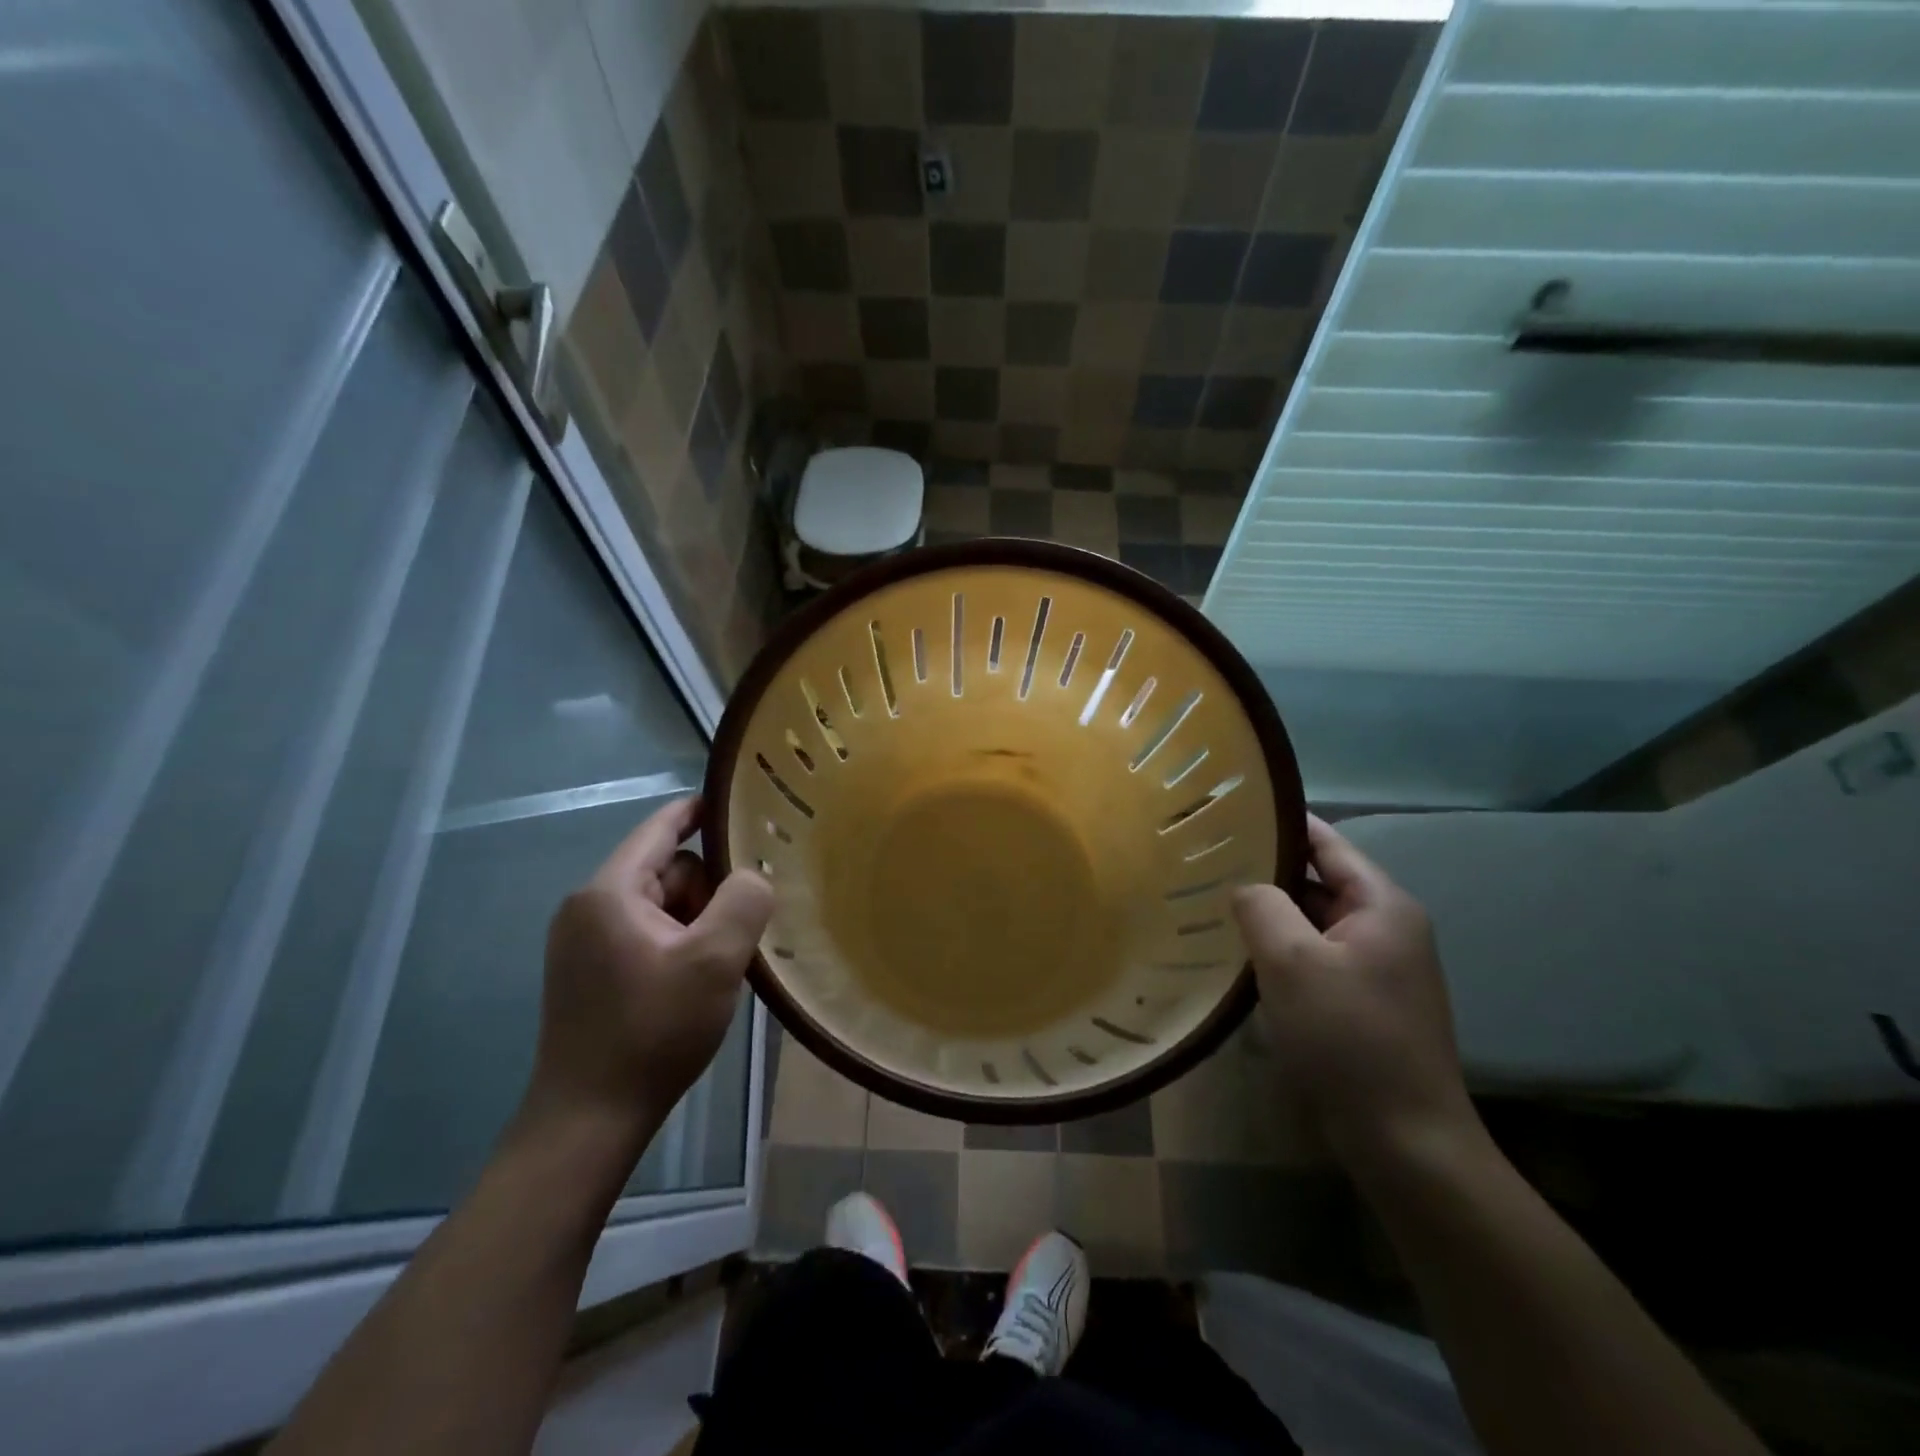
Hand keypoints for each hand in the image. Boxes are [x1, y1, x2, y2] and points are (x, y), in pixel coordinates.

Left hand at [525, 798, 773, 1140]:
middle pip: (667, 870)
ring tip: (719, 965)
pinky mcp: (590, 972)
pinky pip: (647, 933)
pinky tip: (696, 980)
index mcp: (609, 892)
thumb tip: (752, 876)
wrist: (590, 1119)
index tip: (738, 804)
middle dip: (708, 892)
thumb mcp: (714, 961)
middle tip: (737, 933)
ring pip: (661, 905)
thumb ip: (744, 901)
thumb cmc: (653, 1031)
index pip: (660, 829)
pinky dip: (679, 943)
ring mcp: (585, 942)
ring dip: (697, 923)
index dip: (699, 811)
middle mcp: (588, 907)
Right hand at [1232, 816, 1479, 1173]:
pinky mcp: (1365, 1001)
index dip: (1280, 823)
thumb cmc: (1348, 1038)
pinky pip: (1316, 956)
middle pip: (1318, 879)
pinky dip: (1281, 950)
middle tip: (1205, 861)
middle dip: (1266, 871)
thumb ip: (1261, 905)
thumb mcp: (1291, 961)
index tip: (1228, 812)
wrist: (1405, 1141)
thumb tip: (1245, 886)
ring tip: (1212, 902)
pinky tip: (1242, 955)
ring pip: (1313, 921)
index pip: (1326, 842)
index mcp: (1381, 904)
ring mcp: (1379, 967)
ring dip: (1270, 914)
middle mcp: (1387, 927)